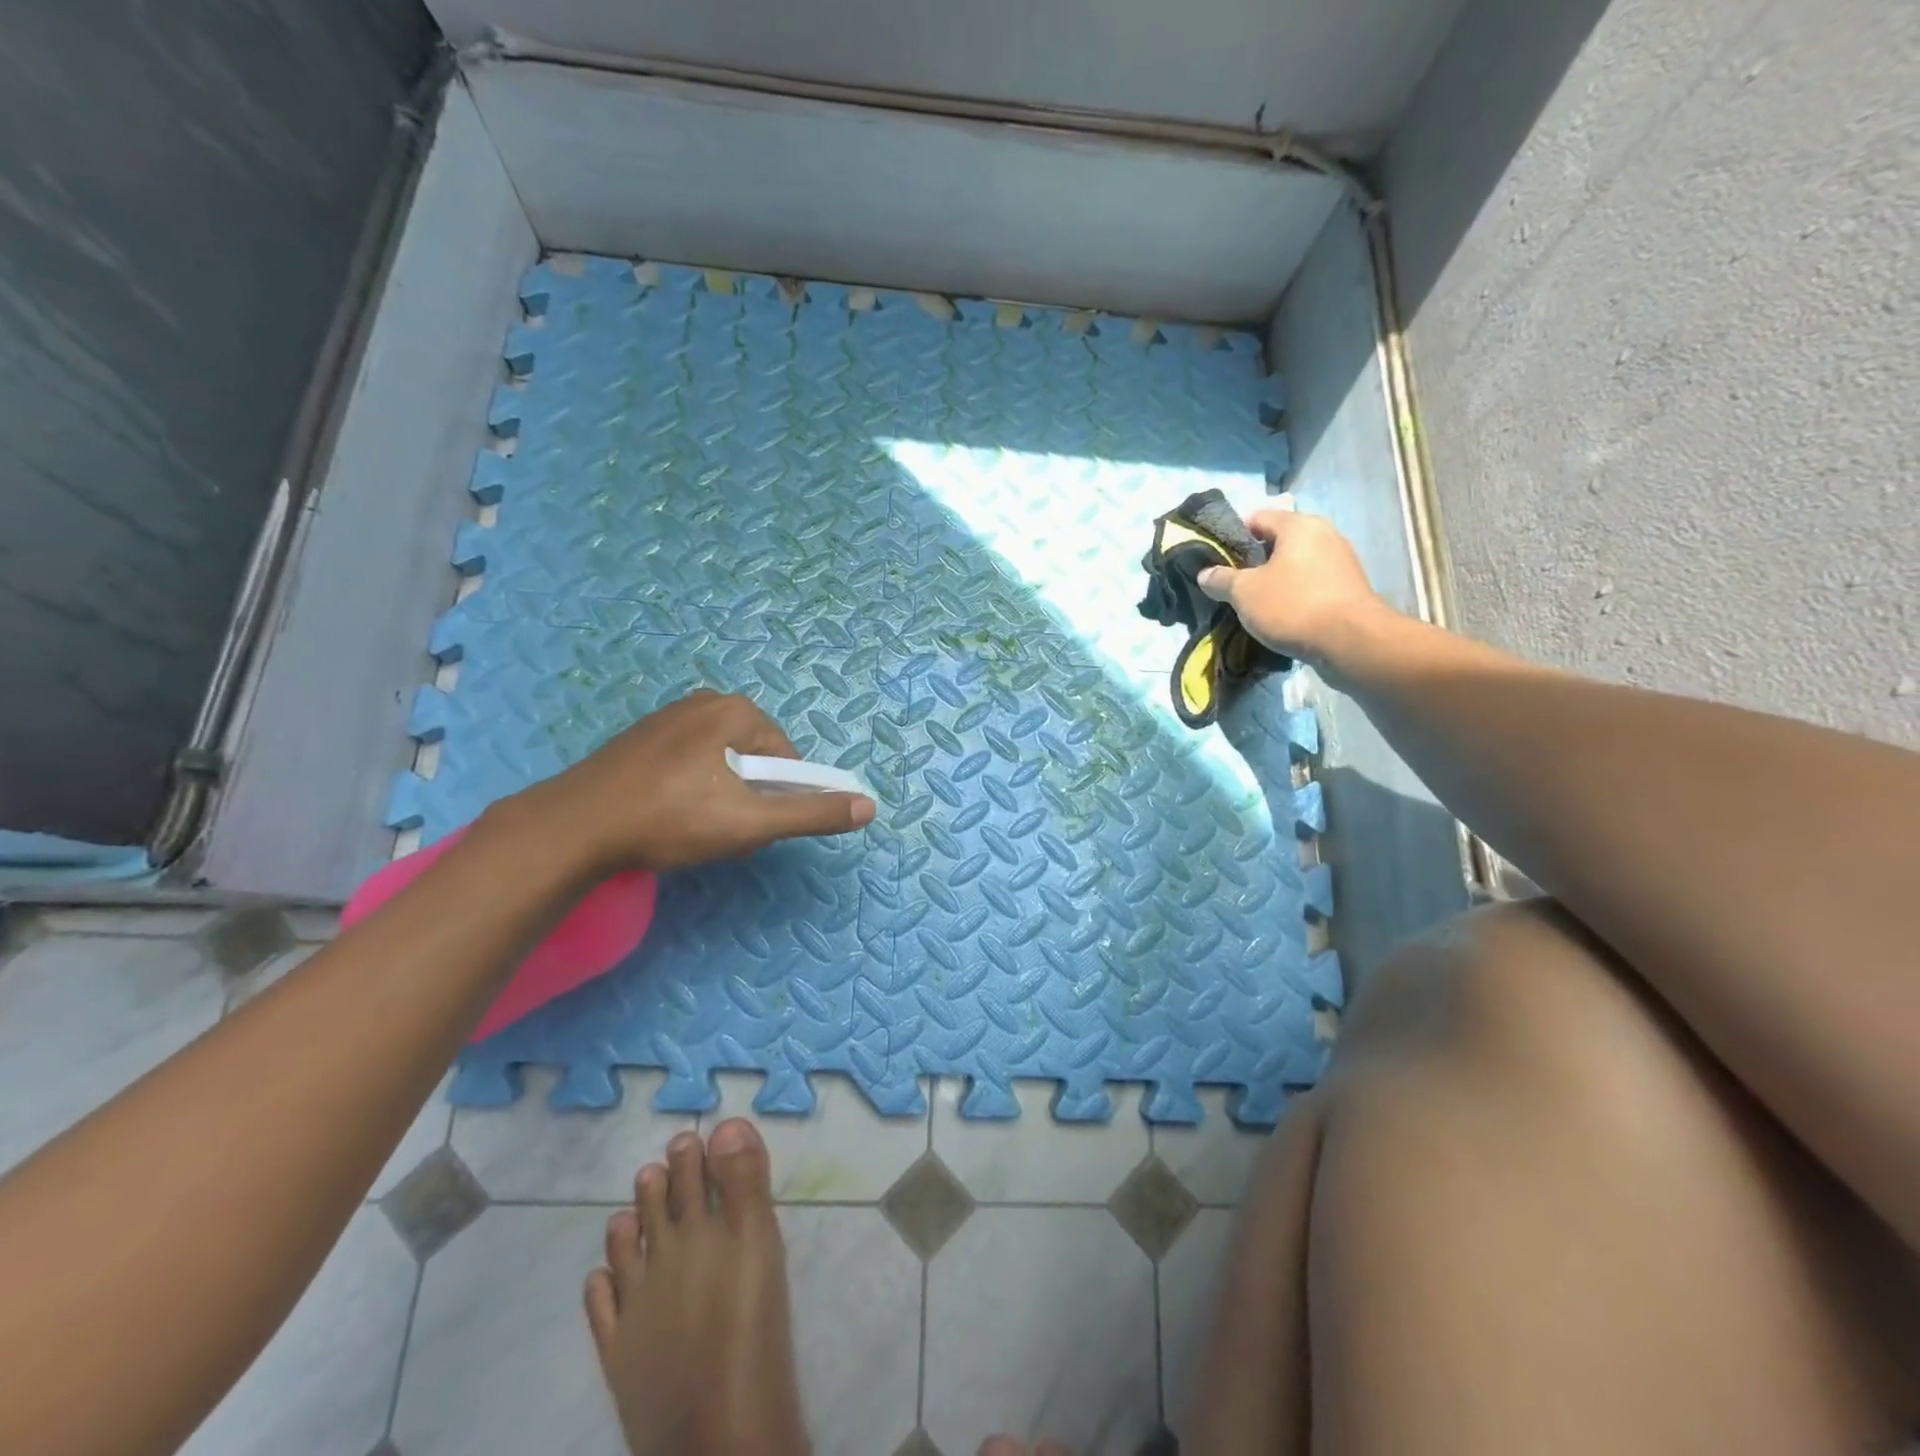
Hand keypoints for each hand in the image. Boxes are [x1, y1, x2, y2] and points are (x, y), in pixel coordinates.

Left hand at [515, 691, 875, 875]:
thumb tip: (869, 807)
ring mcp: (667, 718)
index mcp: (735, 710)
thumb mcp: (751, 822)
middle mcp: (704, 702)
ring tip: (693, 829)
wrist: (573, 827)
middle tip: (723, 831)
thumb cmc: (671, 818)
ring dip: (721, 797)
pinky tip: (668, 817)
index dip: (779, 797)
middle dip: (749, 798)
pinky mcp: (640, 739)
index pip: (785, 757)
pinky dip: (690, 790)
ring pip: (721, 764)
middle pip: (754, 759)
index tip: (754, 827)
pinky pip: (688, 763)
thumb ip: (812, 813)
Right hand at [1196, 504, 1393, 667]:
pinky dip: (1295, 593)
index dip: (1232, 537)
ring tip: (1255, 603)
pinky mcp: (1349, 587)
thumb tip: (1205, 573)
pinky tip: (1282, 614)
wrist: (1350, 642)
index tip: (1218, 561)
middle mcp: (1324, 534)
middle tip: (1234, 585)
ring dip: (1275, 579)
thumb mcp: (1244, 593)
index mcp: (1299, 525)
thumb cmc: (1293, 606)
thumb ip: (1221, 579)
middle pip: (1278, 541)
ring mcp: (1341, 560)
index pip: (1257, 518)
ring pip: (1296, 563)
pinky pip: (1312, 582)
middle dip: (1254, 561)